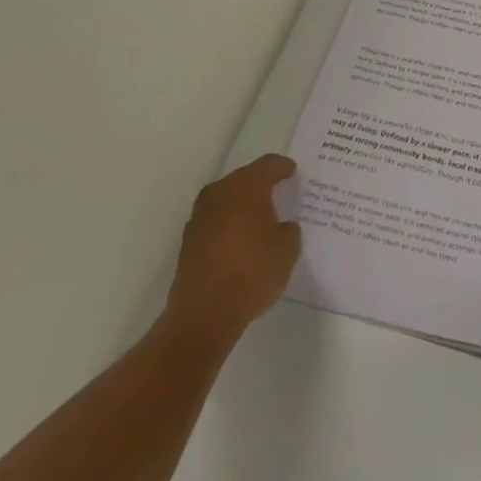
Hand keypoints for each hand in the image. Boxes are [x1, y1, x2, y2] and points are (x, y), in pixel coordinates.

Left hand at [161, 154, 301, 346]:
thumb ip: (288, 230)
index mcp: (247, 186)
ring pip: (226, 200)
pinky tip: (240, 241)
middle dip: (260, 184)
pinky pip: (215, 222)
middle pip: (244, 179)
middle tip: (278, 193)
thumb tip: (281, 227)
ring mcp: (200, 217)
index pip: (269, 165)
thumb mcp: (287, 250)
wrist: (204, 314)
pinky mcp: (188, 242)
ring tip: (259, 218)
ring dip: (241, 205)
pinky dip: (228, 225)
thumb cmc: (252, 272)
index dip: (283, 167)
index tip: (292, 171)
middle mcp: (220, 193)